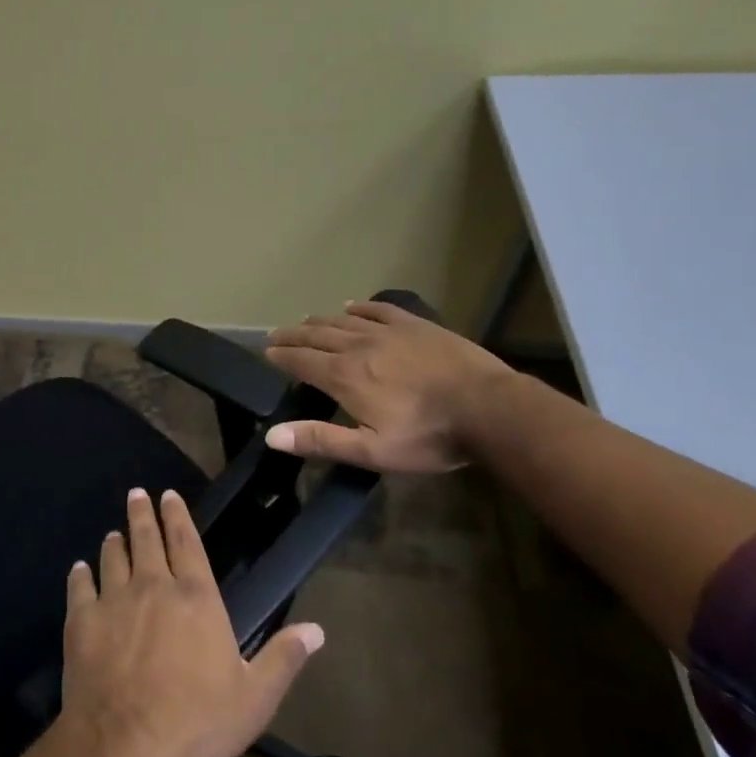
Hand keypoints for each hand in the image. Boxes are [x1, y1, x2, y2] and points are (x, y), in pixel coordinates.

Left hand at [59, 487, 323, 756]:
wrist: (125, 745)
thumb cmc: (196, 721)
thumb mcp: (254, 698)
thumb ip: (283, 659)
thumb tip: (317, 629)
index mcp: (195, 596)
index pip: (186, 541)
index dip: (177, 515)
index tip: (168, 495)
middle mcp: (153, 585)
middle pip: (146, 538)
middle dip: (142, 513)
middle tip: (138, 494)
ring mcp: (114, 599)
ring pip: (112, 556)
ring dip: (114, 542)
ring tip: (113, 533)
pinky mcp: (82, 620)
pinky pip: (80, 586)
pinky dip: (81, 574)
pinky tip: (80, 569)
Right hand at [263, 298, 512, 473]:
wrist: (488, 408)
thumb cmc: (429, 436)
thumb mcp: (372, 450)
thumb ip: (321, 440)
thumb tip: (272, 435)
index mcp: (345, 376)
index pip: (301, 361)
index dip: (281, 356)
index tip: (266, 351)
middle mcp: (358, 346)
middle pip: (317, 335)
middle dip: (293, 335)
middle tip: (276, 335)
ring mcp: (388, 331)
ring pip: (343, 321)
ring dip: (320, 321)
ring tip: (306, 322)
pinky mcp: (415, 325)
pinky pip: (378, 309)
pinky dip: (359, 307)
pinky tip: (351, 306)